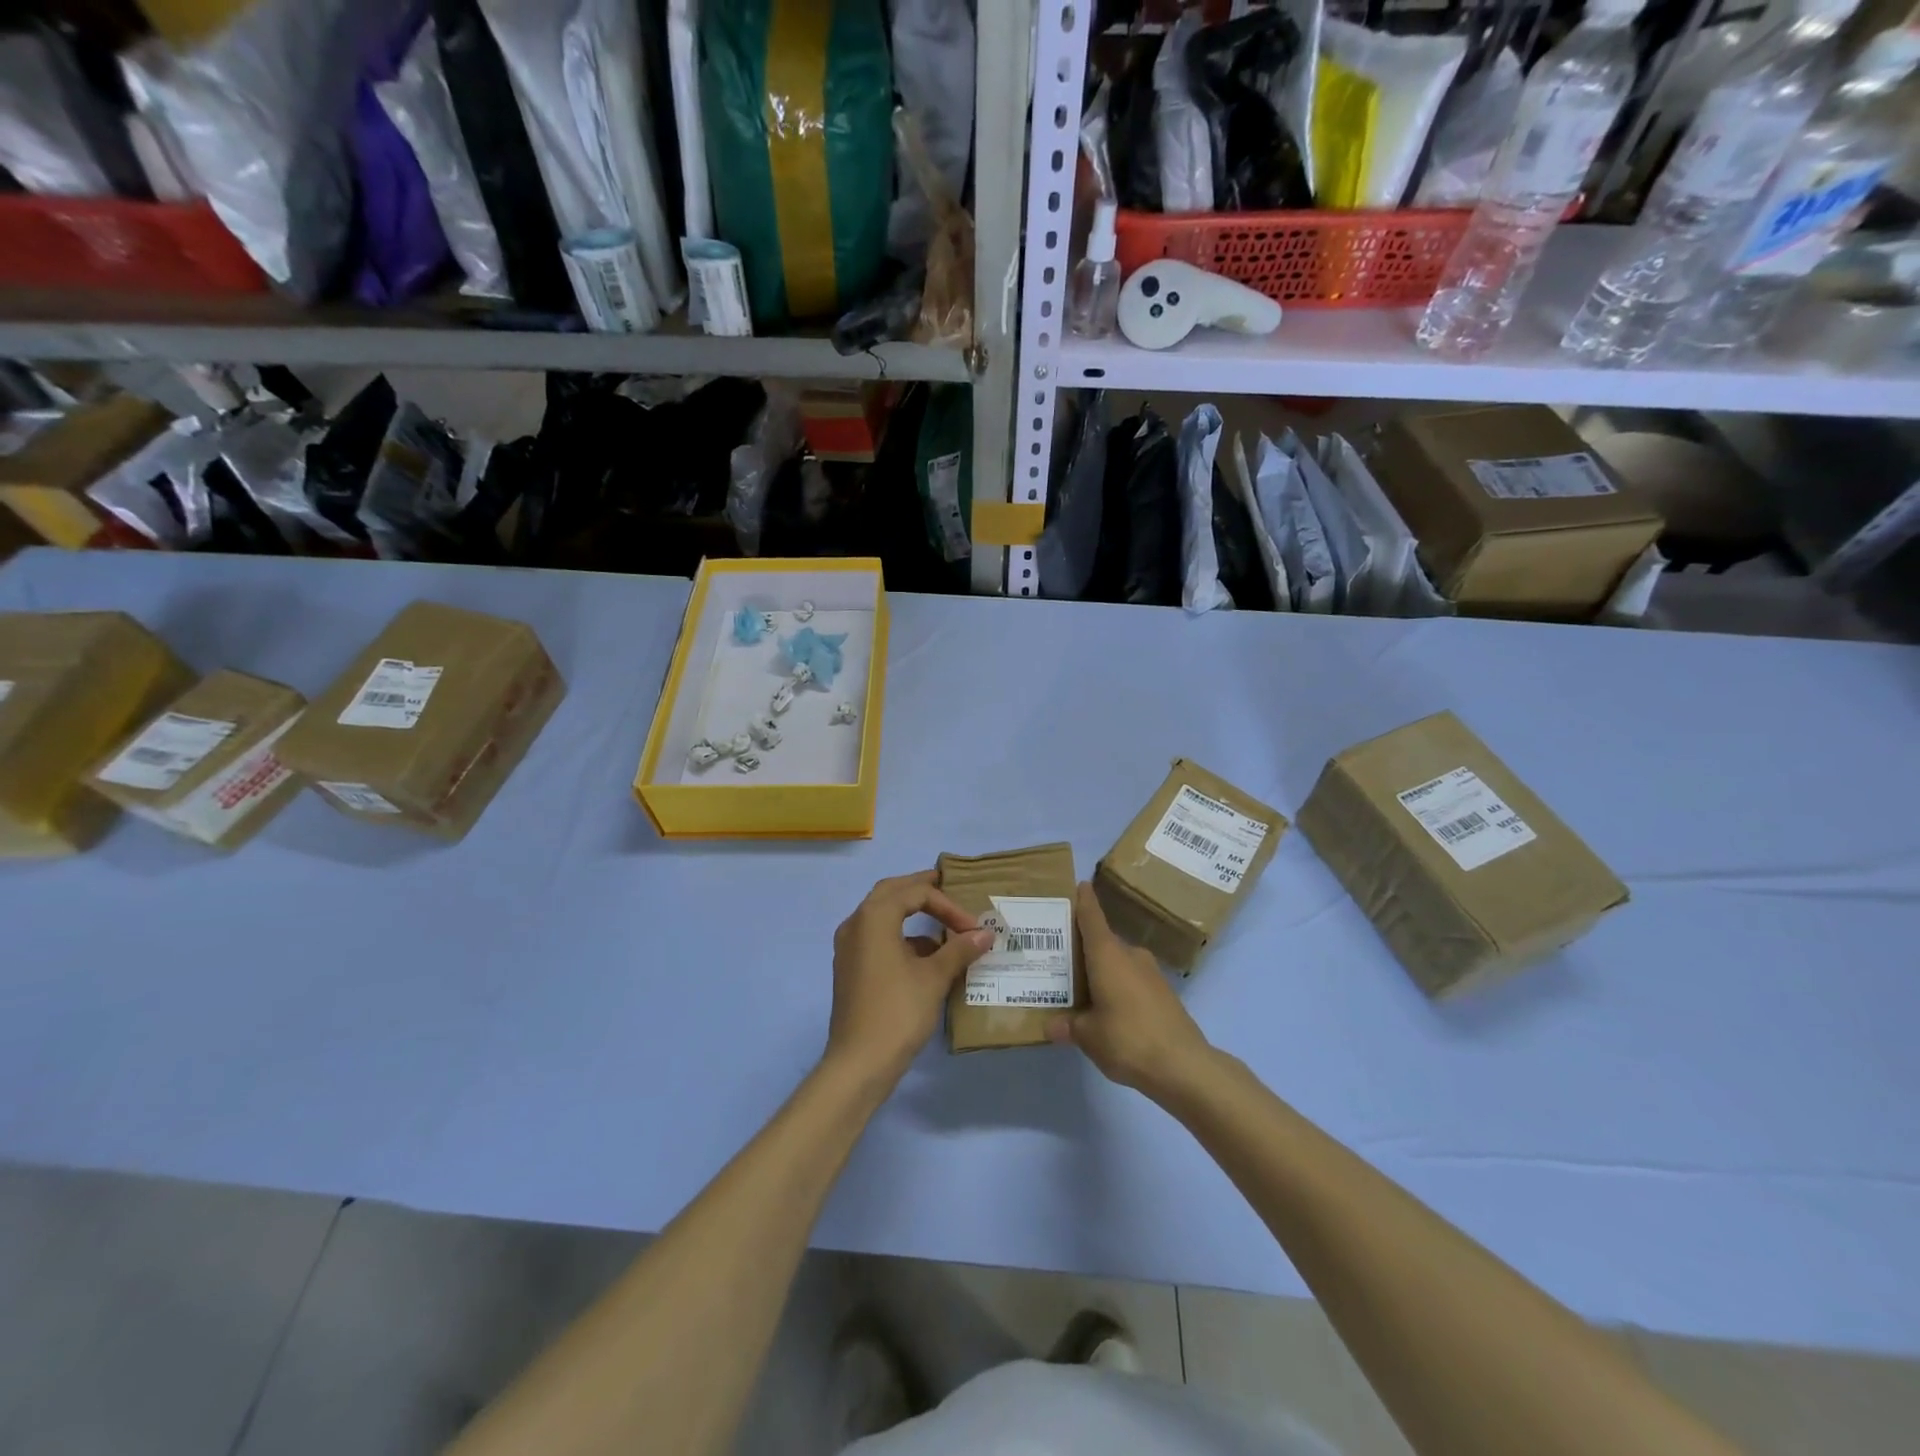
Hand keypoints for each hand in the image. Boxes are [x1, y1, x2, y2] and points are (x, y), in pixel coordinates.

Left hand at [825, 871, 994, 1086]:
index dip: (948, 905)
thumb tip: (985, 934)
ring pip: (882, 915)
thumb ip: (960, 949)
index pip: (915, 893)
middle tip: (947, 888)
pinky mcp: (851, 968)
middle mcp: (856, 924)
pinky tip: (926, 957)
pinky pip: (877, 937)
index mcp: (874, 917)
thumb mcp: (934, 977)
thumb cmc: (898, 1011)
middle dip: (921, 890)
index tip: (973, 928)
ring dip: (911, 914)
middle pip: (891, 892)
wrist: (859, 1063)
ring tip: (943, 926)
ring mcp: (849, 947)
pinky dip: (902, 937)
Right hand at [1047, 882, 1213, 1100]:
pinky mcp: (1164, 993)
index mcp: (1107, 955)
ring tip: (1080, 985)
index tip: (1080, 884)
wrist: (1184, 1066)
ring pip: (1119, 962)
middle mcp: (1130, 956)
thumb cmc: (1128, 1039)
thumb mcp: (1088, 1036)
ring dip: (1102, 969)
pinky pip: (1132, 980)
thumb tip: (1050, 1025)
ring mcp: (1151, 974)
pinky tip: (1108, 1007)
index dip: (1085, 901)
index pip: (1092, 918)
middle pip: (1103, 941)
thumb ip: (1068, 1026)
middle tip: (1060, 954)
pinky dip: (1118, 986)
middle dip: (1084, 946)